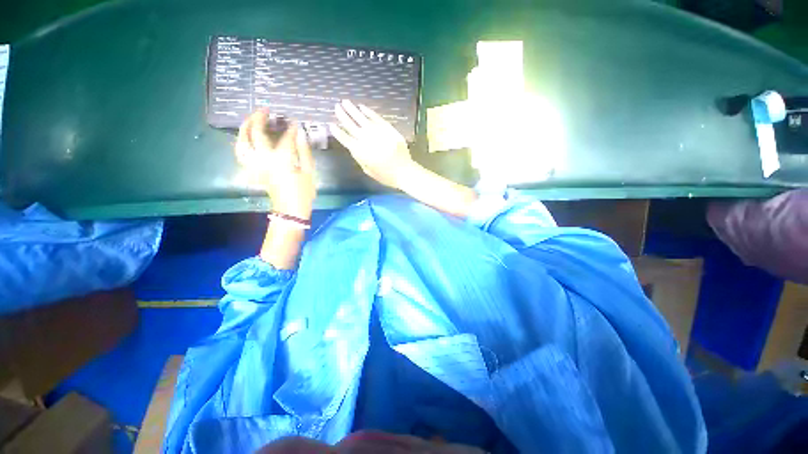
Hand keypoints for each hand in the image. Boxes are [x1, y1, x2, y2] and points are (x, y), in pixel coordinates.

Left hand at [235, 109, 315, 219]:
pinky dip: (241, 143)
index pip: (286, 137)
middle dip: (259, 118)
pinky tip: (245, 138)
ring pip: (242, 141)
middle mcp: (263, 159)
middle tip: (265, 110)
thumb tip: (300, 134)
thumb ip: (304, 151)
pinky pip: (241, 153)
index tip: (295, 122)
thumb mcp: (309, 172)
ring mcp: (255, 164)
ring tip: (250, 119)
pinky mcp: (252, 170)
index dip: (291, 128)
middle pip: (255, 133)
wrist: (290, 210)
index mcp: (281, 159)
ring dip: (244, 127)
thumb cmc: (303, 192)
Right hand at [331, 99, 419, 189]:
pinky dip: (369, 112)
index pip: (346, 139)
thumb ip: (359, 157)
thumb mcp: (368, 170)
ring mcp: (378, 133)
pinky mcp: (388, 129)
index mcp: (361, 152)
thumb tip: (352, 146)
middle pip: (352, 126)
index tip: (331, 125)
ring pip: (362, 119)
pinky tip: (362, 107)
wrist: (404, 172)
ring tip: (345, 102)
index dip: (338, 132)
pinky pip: (376, 118)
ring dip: (353, 110)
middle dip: (343, 116)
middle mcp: (367, 140)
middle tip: (336, 107)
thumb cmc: (386, 175)